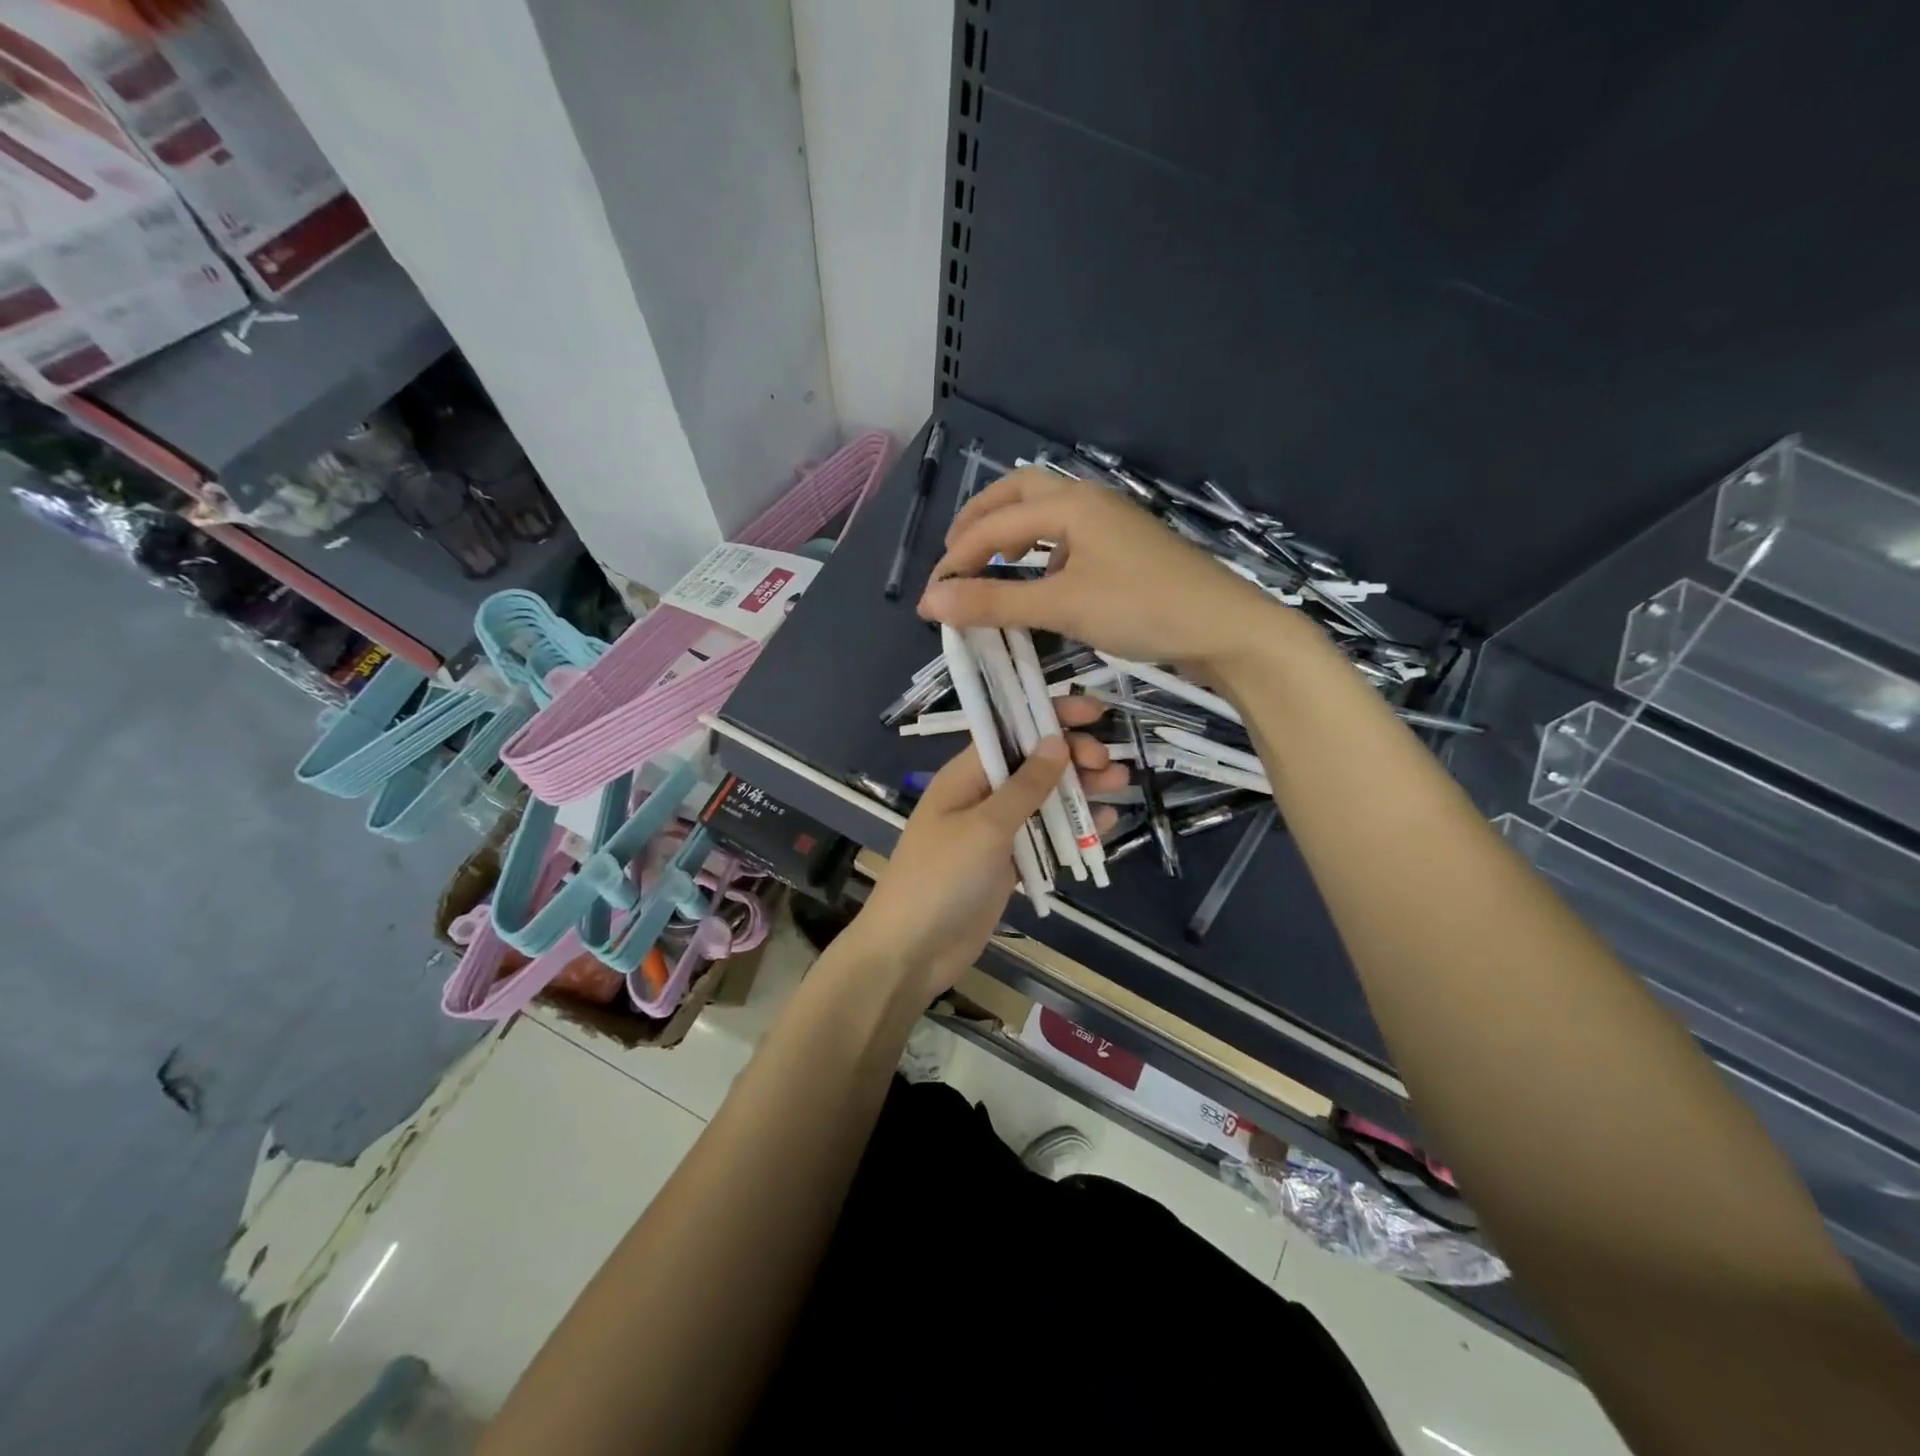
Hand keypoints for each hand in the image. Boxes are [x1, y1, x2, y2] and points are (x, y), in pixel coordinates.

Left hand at [847, 695, 1123, 1000]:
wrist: (913, 950)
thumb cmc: (941, 878)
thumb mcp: (985, 827)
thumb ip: (1025, 786)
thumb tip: (1056, 740)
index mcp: (967, 776)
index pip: (1013, 731)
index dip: (1052, 716)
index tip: (1096, 712)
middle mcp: (982, 797)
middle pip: (1034, 765)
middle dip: (1073, 757)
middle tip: (1109, 766)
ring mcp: (995, 833)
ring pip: (1044, 801)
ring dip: (1080, 791)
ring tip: (1120, 784)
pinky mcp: (1008, 866)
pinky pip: (1045, 839)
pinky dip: (1073, 831)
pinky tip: (1107, 824)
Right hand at [917, 468, 1283, 670]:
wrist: (1225, 629)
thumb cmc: (1143, 610)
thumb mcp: (1062, 607)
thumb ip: (994, 603)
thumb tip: (929, 602)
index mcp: (1070, 504)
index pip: (994, 524)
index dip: (956, 560)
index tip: (930, 599)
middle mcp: (1089, 501)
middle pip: (1019, 492)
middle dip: (980, 520)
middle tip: (954, 555)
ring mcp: (1112, 523)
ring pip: (1047, 511)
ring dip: (1011, 529)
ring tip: (990, 561)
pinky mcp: (1126, 547)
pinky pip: (1069, 534)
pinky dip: (1041, 548)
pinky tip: (1041, 577)